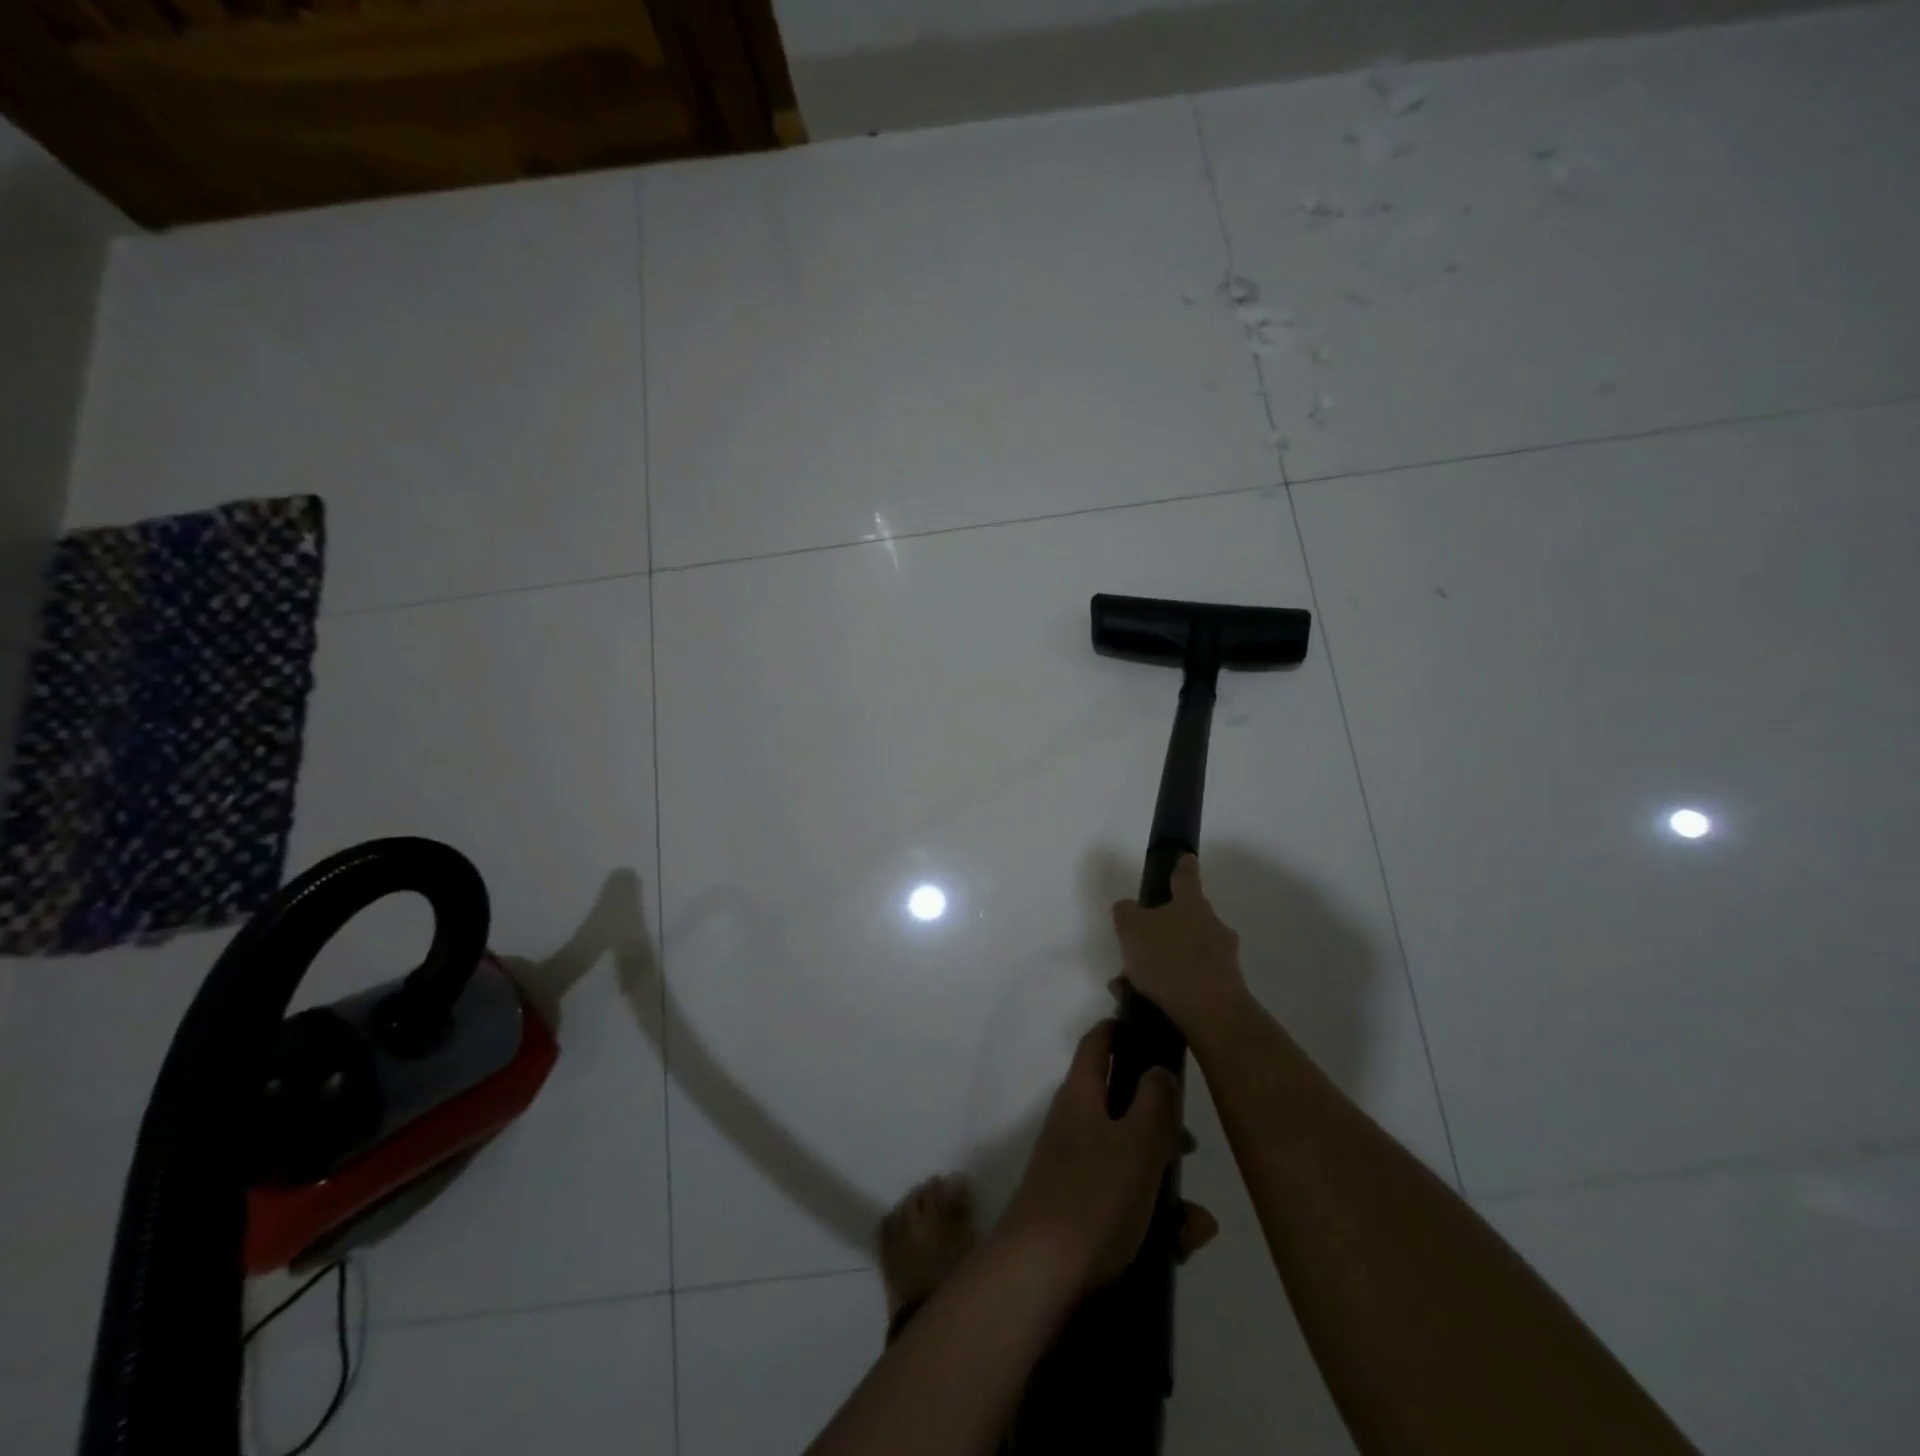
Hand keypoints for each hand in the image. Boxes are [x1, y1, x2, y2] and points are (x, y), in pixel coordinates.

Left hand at [1003, 1020, 1215, 1294]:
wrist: (1041, 1276)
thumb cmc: (1093, 1197)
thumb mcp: (1137, 1143)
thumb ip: (1155, 1101)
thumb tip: (1159, 1069)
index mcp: (1081, 1095)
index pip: (1097, 1043)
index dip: (1120, 1029)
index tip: (1151, 1028)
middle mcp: (1074, 1123)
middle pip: (1121, 1103)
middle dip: (1159, 1122)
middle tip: (1189, 1144)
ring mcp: (1074, 1166)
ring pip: (1129, 1157)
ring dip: (1164, 1181)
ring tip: (1195, 1220)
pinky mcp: (1080, 1208)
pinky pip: (1125, 1199)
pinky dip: (1154, 1216)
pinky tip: (1181, 1245)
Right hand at [1111, 855, 1249, 1043]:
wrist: (1211, 1012)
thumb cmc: (1169, 959)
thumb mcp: (1132, 929)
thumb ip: (1126, 913)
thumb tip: (1127, 907)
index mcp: (1191, 904)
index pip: (1186, 877)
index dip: (1183, 866)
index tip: (1187, 857)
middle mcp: (1212, 925)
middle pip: (1188, 917)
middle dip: (1165, 928)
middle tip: (1139, 943)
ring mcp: (1223, 957)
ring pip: (1187, 951)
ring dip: (1163, 962)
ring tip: (1130, 983)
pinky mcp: (1226, 987)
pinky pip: (1192, 979)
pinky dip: (1171, 986)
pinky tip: (1146, 1001)